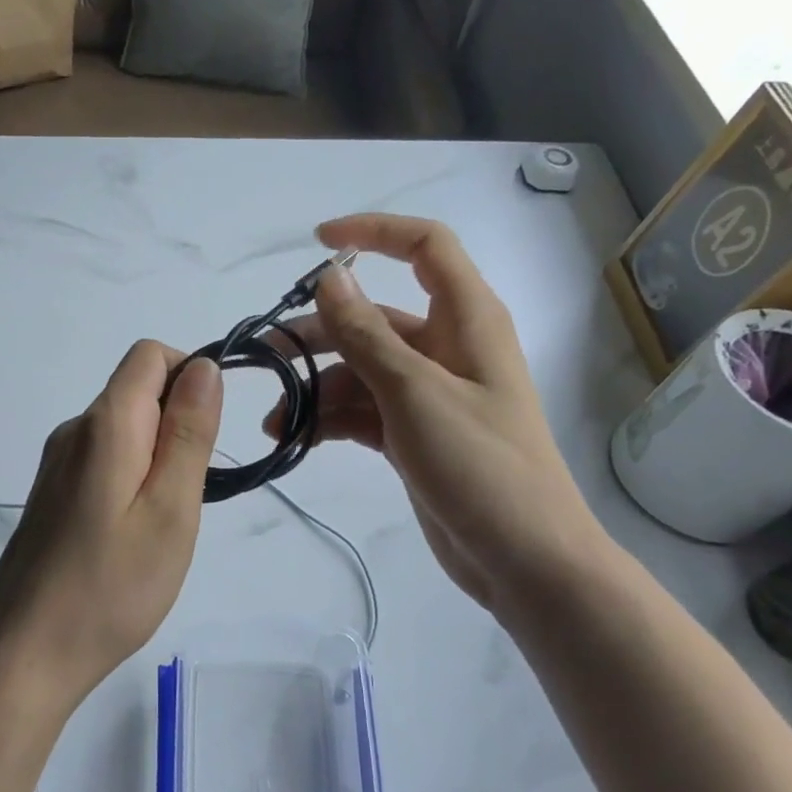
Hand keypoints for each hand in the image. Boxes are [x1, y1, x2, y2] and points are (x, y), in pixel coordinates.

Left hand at [0, 341, 221, 720]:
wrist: (25, 653)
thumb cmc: (111, 586)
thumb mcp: (171, 508)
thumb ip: (189, 432)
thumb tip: (205, 366)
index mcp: (105, 423)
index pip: (150, 355)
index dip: (192, 375)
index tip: (210, 435)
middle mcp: (74, 431)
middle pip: (138, 391)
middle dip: (179, 426)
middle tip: (188, 498)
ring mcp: (57, 464)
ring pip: (124, 431)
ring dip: (158, 459)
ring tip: (162, 526)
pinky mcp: (51, 494)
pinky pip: (104, 462)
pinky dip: (132, 480)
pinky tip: (131, 537)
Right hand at [266, 213, 605, 614]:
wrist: (524, 560)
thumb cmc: (480, 466)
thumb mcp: (415, 393)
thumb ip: (367, 334)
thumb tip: (331, 277)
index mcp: (467, 320)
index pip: (425, 248)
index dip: (374, 232)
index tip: (317, 244)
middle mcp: (448, 349)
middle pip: (374, 320)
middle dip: (319, 334)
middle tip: (267, 358)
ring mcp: (429, 394)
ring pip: (360, 370)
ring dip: (316, 388)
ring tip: (274, 420)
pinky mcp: (413, 433)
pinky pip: (362, 410)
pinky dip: (329, 418)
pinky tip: (294, 437)